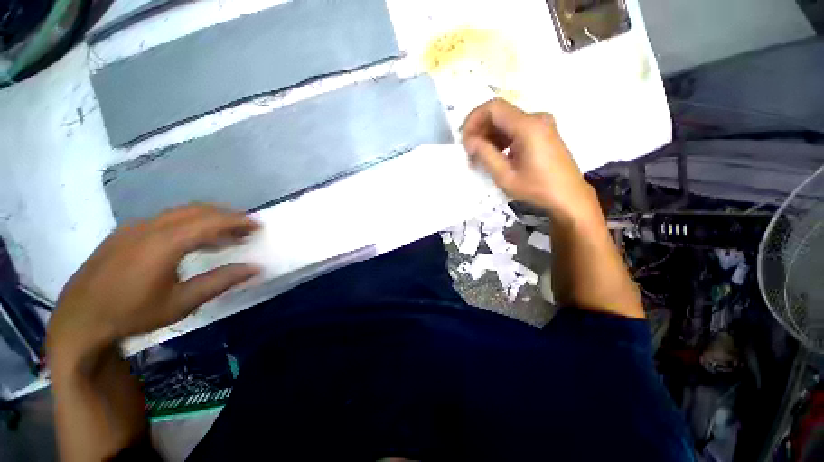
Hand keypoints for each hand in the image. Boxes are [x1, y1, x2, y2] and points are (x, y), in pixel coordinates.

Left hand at [47, 204, 259, 362]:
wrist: (79, 321)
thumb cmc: (132, 314)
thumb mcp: (181, 303)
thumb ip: (220, 281)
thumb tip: (255, 268)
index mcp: (164, 242)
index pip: (211, 221)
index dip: (238, 221)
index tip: (258, 226)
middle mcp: (150, 226)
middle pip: (197, 210)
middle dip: (227, 217)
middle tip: (246, 230)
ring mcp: (134, 227)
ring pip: (181, 213)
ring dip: (208, 220)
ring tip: (226, 237)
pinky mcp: (125, 233)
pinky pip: (166, 220)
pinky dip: (189, 225)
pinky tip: (193, 242)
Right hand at [461, 99, 598, 220]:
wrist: (569, 196)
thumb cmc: (537, 188)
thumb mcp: (505, 175)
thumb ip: (485, 155)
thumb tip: (468, 141)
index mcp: (528, 126)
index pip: (493, 107)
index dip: (473, 119)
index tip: (464, 140)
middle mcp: (536, 118)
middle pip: (499, 113)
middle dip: (480, 130)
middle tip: (470, 152)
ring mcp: (541, 124)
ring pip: (506, 121)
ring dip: (489, 136)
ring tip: (479, 157)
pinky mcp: (543, 132)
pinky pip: (515, 129)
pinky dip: (501, 139)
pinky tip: (495, 155)